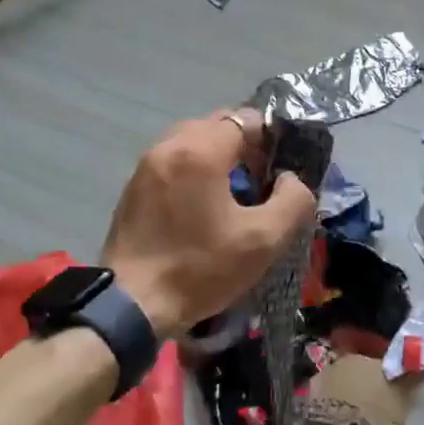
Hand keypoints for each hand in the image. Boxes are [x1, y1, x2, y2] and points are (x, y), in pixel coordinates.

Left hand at [101, 109, 317, 341]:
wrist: (131, 306)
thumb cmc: (201, 269)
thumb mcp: (264, 241)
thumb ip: (293, 200)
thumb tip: (289, 179)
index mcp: (200, 151)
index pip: (245, 118)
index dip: (269, 139)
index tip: (278, 170)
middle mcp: (168, 146)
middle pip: (216, 125)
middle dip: (243, 145)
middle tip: (258, 181)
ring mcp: (145, 165)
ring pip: (191, 141)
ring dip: (216, 157)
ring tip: (231, 195)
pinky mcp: (132, 187)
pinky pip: (172, 161)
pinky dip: (192, 171)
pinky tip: (201, 207)